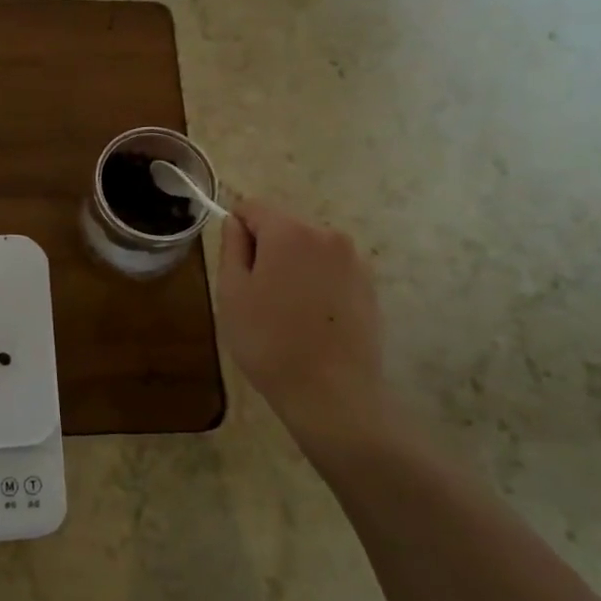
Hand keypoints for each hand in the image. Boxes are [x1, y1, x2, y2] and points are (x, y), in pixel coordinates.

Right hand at [217, 198, 390, 459]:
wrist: (332, 393)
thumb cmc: (270, 341)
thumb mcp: (232, 293)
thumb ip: (231, 247)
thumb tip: (236, 223)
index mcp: (290, 232)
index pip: (253, 207)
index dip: (237, 229)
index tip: (234, 264)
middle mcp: (327, 235)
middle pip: (284, 226)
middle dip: (267, 249)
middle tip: (256, 294)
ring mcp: (354, 260)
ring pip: (309, 249)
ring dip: (293, 266)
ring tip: (285, 311)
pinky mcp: (370, 286)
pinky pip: (331, 270)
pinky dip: (317, 283)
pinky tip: (311, 319)